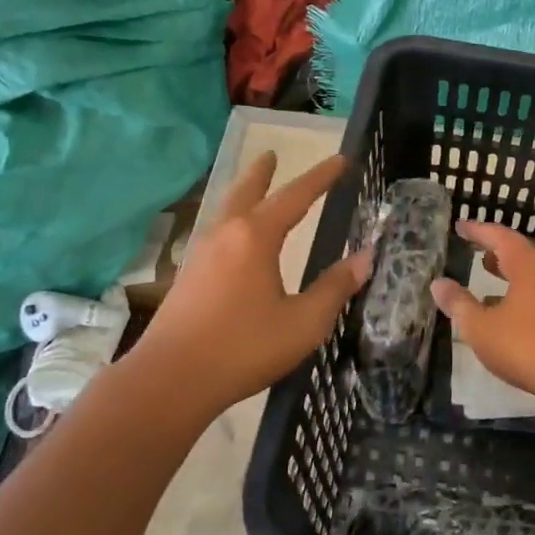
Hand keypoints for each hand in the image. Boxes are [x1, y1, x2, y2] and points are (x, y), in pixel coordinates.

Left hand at [128, 152, 369, 421]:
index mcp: (256, 237)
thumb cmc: (244, 348)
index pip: (296, 196)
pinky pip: (216, 232)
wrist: (169, 380)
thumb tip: (365, 258)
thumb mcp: (304, 322)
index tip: (340, 159)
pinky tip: (234, 239)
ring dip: (243, 193)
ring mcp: (201, 254)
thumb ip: (335, 287)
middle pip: (247, 191)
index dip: (321, 177)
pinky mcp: (187, 276)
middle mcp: (226, 235)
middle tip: (271, 153)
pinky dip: (231, 219)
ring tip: (253, 187)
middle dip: (263, 172)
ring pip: (226, 210)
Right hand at [429, 220, 534, 418]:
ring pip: (531, 271)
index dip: (478, 230)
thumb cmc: (525, 346)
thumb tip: (438, 284)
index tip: (460, 225)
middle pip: (519, 251)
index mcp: (528, 266)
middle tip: (474, 244)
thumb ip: (459, 304)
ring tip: (487, 268)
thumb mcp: (481, 327)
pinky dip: (519, 287)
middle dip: (495, 247)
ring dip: (508, 267)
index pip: (500, 237)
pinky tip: (506, 305)